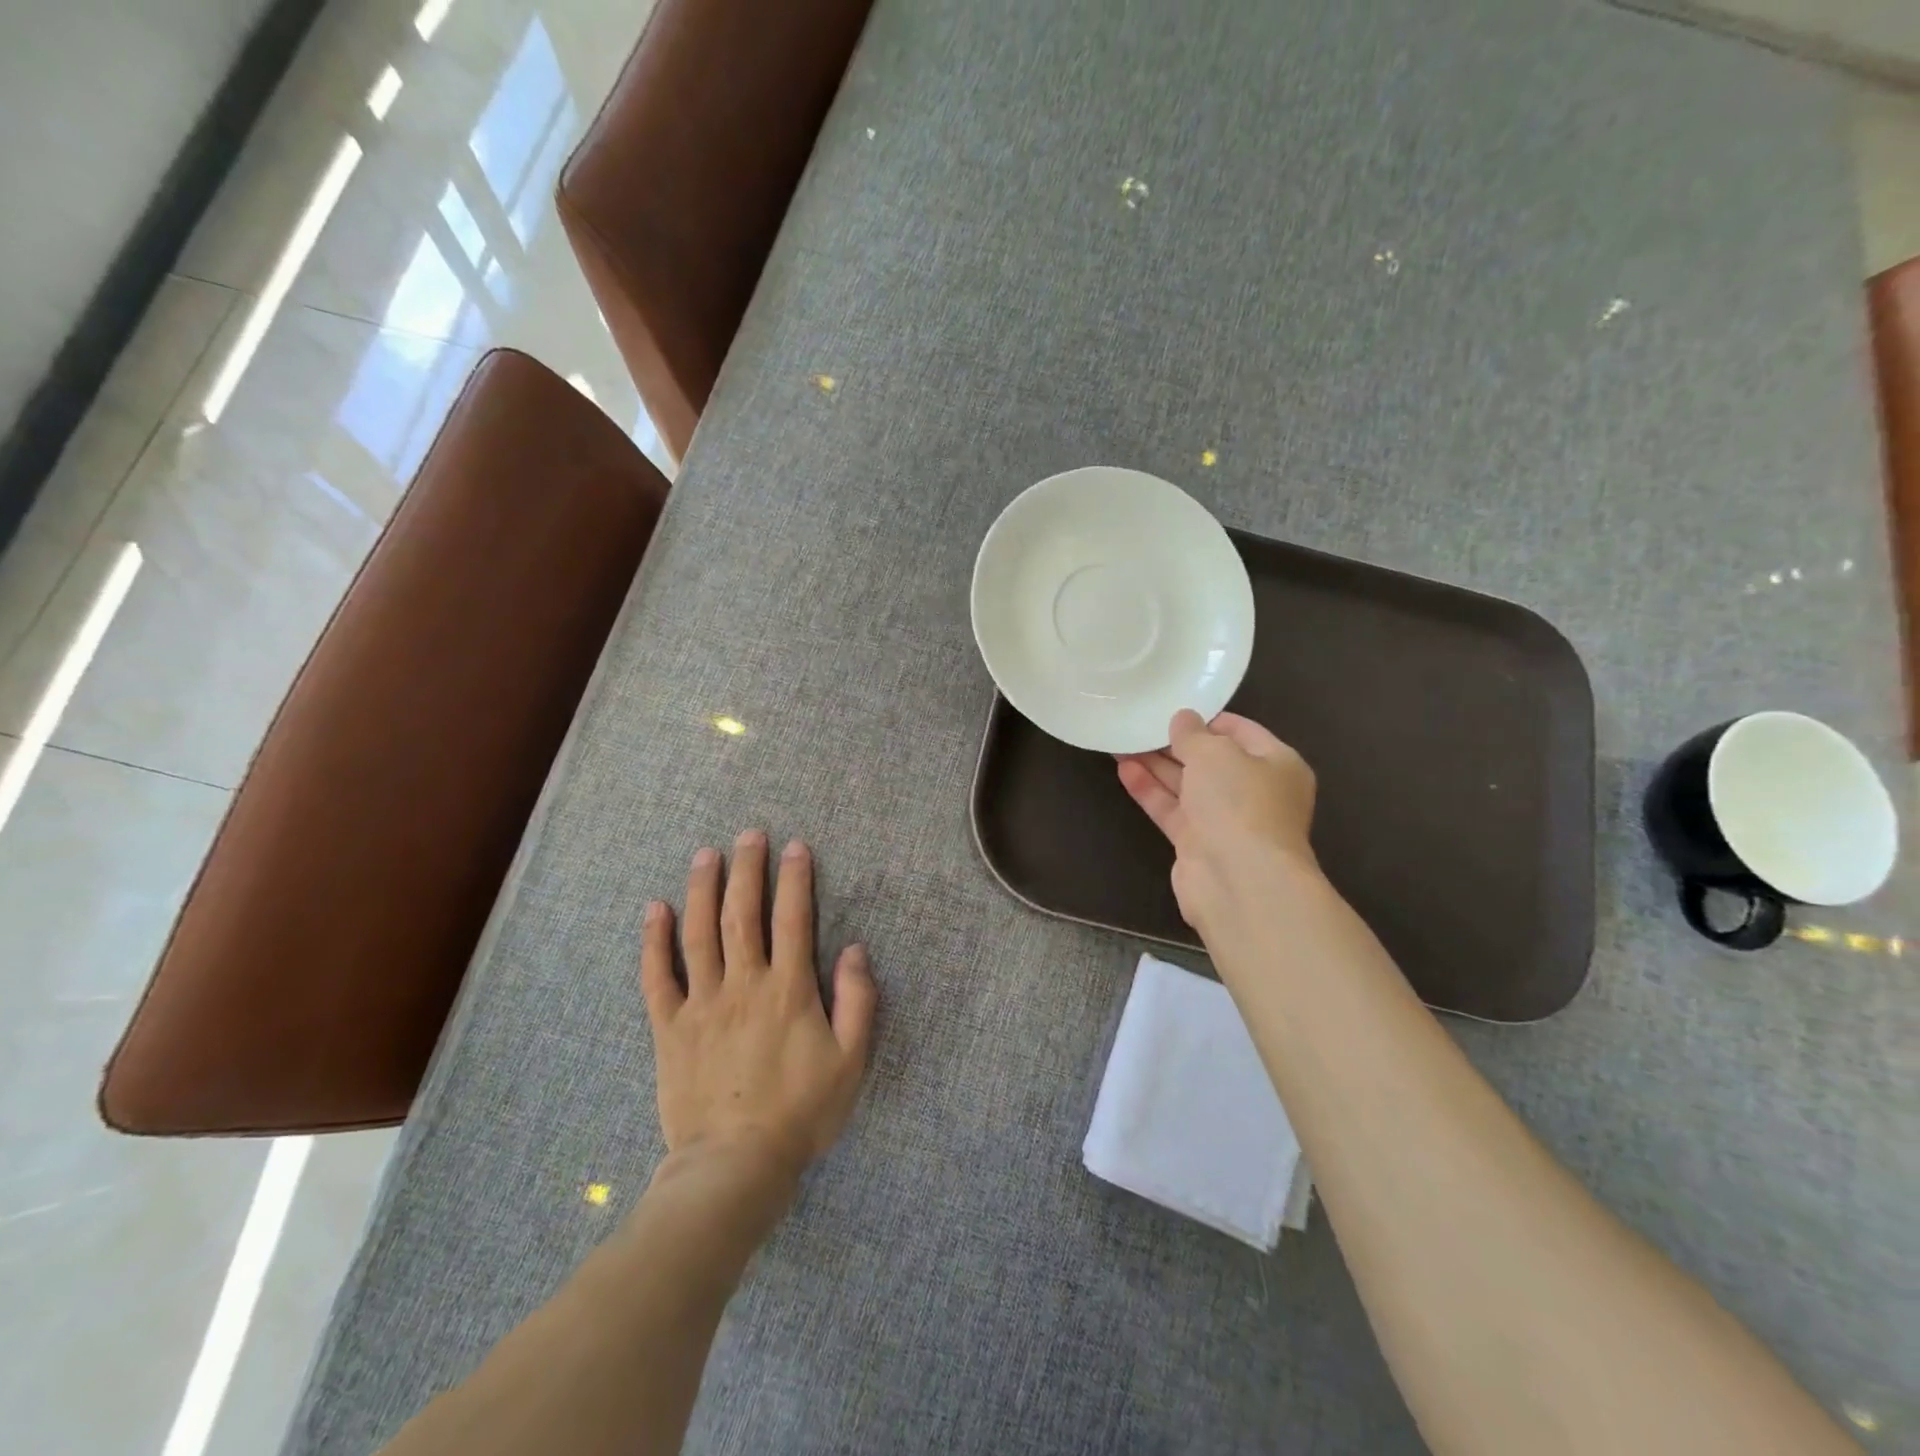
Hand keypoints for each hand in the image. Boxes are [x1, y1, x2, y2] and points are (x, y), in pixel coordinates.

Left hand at [641, 832, 876, 1176]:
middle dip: (748, 869)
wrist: (734, 1165)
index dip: (795, 879)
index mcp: (788, 990)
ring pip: (699, 934)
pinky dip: (654, 941)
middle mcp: (743, 984)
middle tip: (749, 834)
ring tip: (705, 855)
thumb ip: (858, 1002)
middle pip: (742, 914)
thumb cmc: (801, 1112)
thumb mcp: (851, 1061)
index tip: (795, 847)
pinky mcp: (669, 1028)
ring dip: (702, 889)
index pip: (793, 919)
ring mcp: (702, 1004)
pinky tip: (654, 909)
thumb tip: (855, 950)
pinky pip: (657, 977)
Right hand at [1117, 709, 1320, 938]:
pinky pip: (1172, 809)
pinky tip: (1124, 770)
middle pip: (1211, 760)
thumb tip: (1183, 719)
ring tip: (1122, 742)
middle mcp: (1254, 792)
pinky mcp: (1198, 844)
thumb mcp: (1215, 753)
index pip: (1241, 731)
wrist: (1238, 881)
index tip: (1173, 707)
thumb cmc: (1239, 803)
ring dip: (1156, 765)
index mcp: (1277, 764)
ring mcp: (1226, 821)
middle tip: (1140, 724)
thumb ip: (1193, 734)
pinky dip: (1150, 790)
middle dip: (1175, 743)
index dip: (1207, 719)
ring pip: (1187, 785)